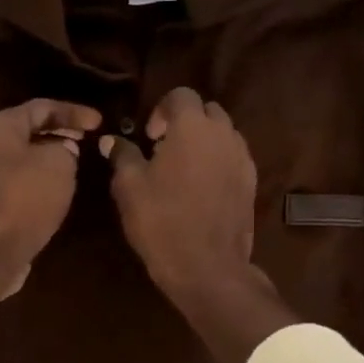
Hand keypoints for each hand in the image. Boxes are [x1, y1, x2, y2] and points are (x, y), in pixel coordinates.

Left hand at [0, 99, 102, 298]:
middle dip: (60, 132)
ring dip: (50, 158)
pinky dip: (40, 180)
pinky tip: (58, 191)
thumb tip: (63, 150)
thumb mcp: (58, 164)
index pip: (41, 107)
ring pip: (24, 158)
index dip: (74, 111)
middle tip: (88, 139)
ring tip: (77, 163)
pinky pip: (19, 182)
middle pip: (29, 130)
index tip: (100, 122)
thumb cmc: (24, 199)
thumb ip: (66, 148)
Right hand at [102, 87, 258, 297]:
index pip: (181, 95)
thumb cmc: (162, 221)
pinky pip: (234, 158)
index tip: (149, 137)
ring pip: (224, 134)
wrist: (207, 266)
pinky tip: (201, 188)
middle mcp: (224, 134)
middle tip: (164, 148)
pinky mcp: (252, 183)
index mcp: (193, 127)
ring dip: (204, 141)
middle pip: (207, 110)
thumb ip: (122, 155)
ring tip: (183, 169)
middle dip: (186, 121)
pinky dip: (218, 161)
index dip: (161, 109)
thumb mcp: (129, 187)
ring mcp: (242, 159)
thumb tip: (112, 140)